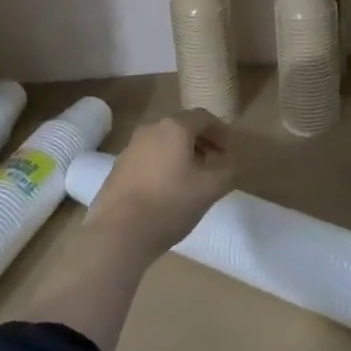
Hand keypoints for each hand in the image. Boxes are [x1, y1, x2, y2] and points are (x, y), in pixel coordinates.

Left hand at [86, 111, 234, 261]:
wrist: (118, 233)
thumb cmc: (170, 204)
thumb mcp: (209, 190)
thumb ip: (227, 173)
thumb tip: (232, 167)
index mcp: (174, 128)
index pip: (203, 118)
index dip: (221, 131)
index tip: (230, 150)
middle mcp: (150, 130)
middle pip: (182, 127)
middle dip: (202, 142)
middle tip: (215, 162)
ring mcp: (131, 148)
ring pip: (163, 142)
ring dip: (182, 154)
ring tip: (193, 178)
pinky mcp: (118, 168)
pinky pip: (148, 157)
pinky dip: (164, 165)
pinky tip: (168, 189)